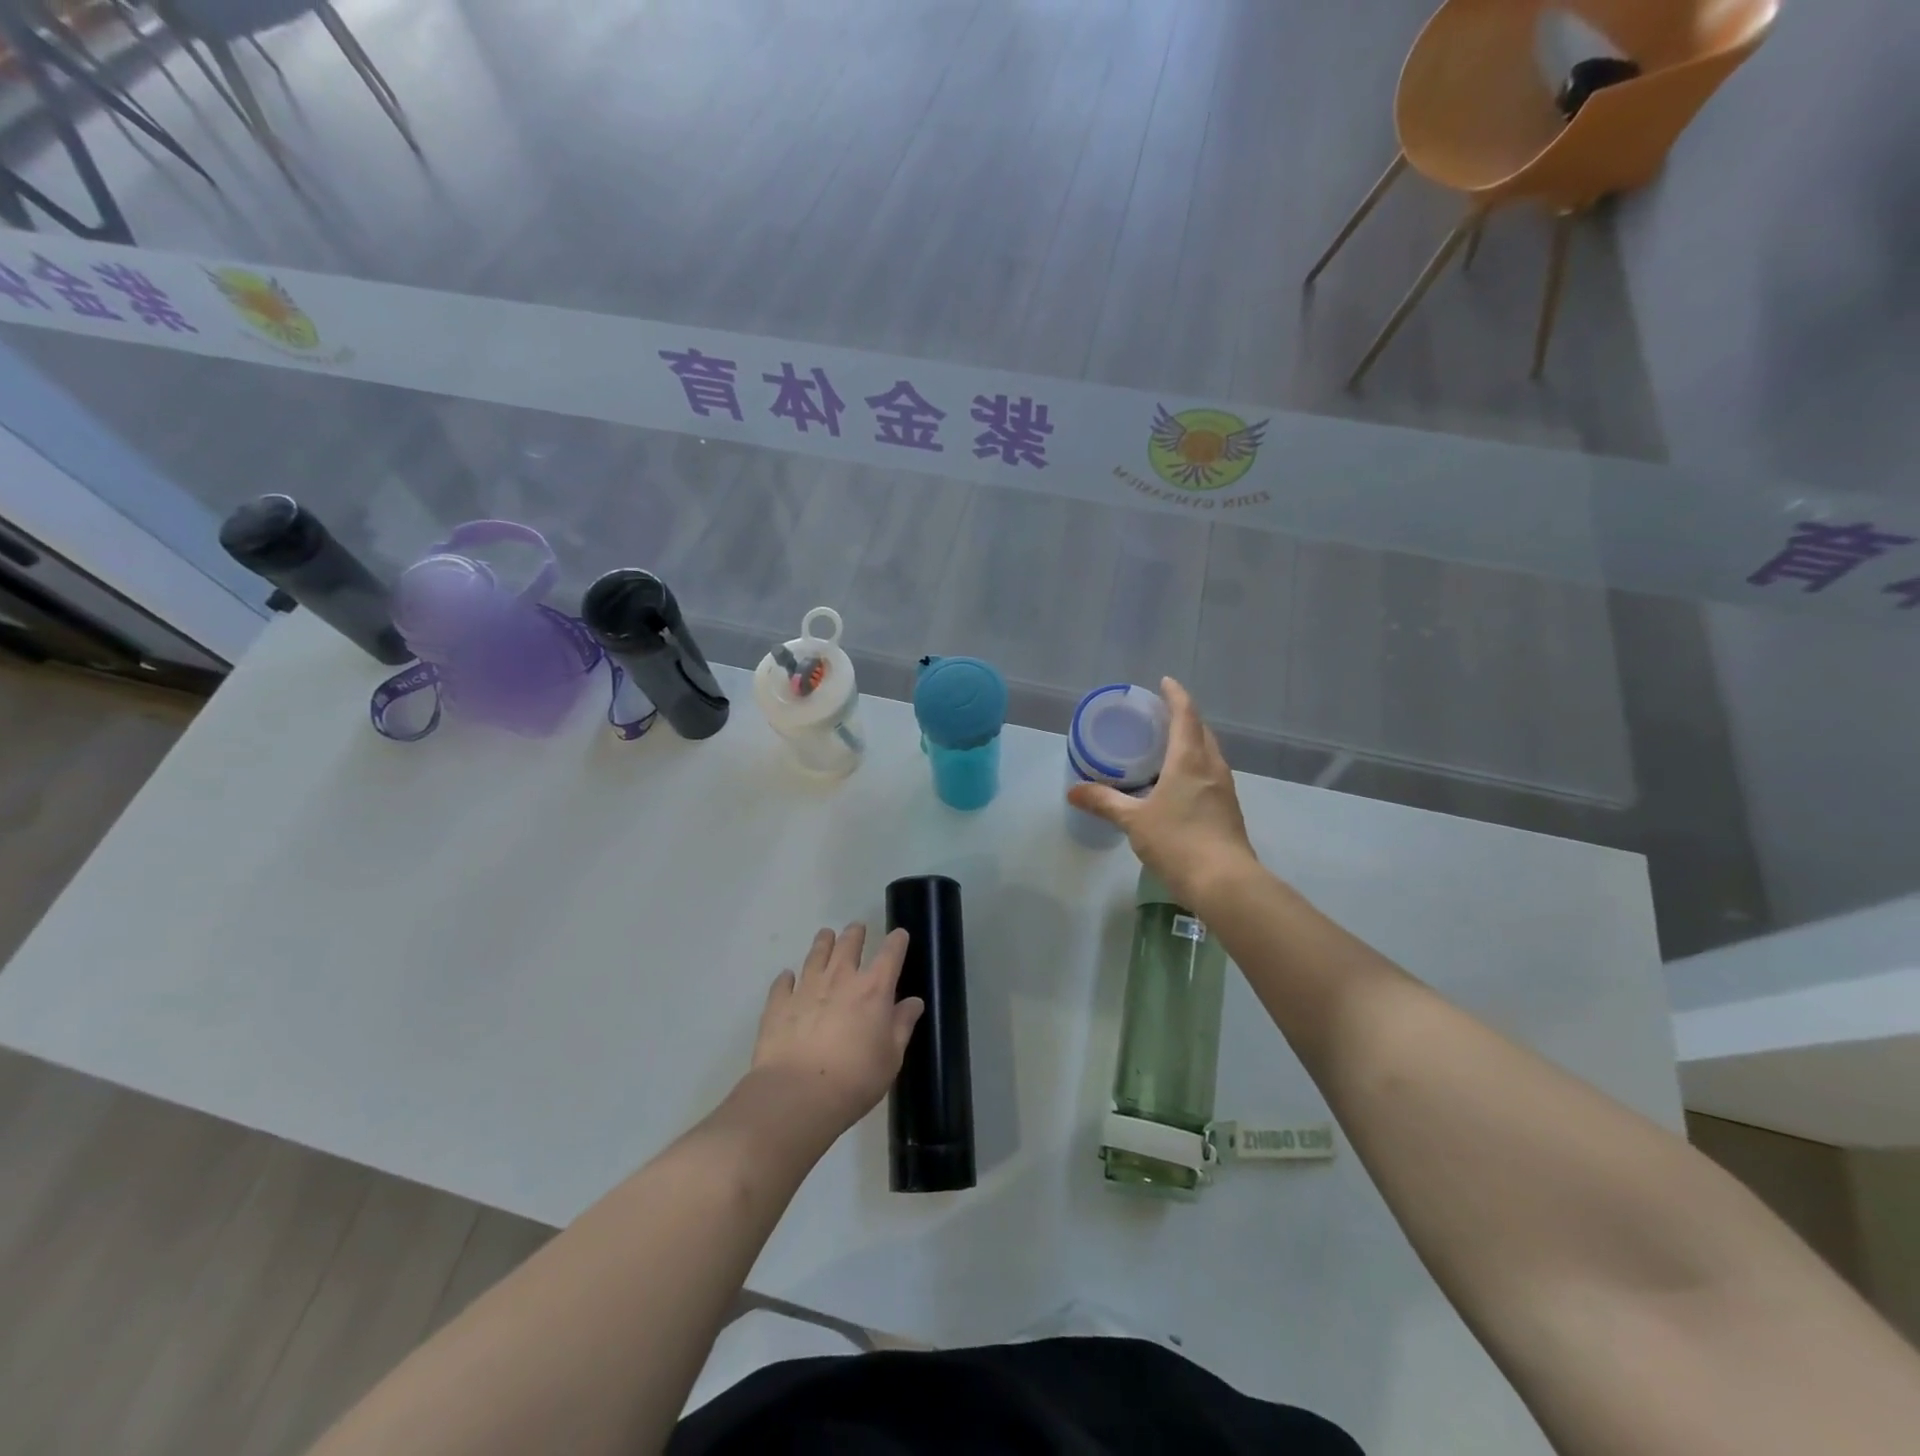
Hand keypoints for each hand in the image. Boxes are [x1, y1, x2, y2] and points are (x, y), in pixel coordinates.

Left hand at [748, 924, 923, 1141]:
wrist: (797, 1095)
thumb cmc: (855, 1079)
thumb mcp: (891, 1057)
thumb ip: (902, 1025)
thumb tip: (914, 1002)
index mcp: (873, 989)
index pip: (890, 954)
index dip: (897, 941)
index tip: (899, 934)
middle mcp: (840, 979)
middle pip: (848, 945)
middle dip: (855, 934)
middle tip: (856, 929)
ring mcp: (806, 988)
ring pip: (816, 955)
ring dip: (822, 943)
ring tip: (825, 935)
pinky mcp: (779, 1004)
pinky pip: (783, 983)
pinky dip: (787, 978)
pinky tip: (788, 977)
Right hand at [1067, 677, 1258, 908]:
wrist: (1225, 883)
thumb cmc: (1178, 842)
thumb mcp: (1134, 821)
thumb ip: (1105, 802)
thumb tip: (1073, 791)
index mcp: (1189, 760)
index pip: (1186, 715)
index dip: (1176, 695)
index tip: (1165, 682)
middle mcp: (1212, 767)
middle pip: (1201, 731)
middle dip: (1184, 717)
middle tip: (1160, 714)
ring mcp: (1224, 789)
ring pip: (1209, 753)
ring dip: (1192, 742)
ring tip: (1167, 745)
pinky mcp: (1228, 809)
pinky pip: (1211, 774)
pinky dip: (1195, 766)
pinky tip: (1179, 783)